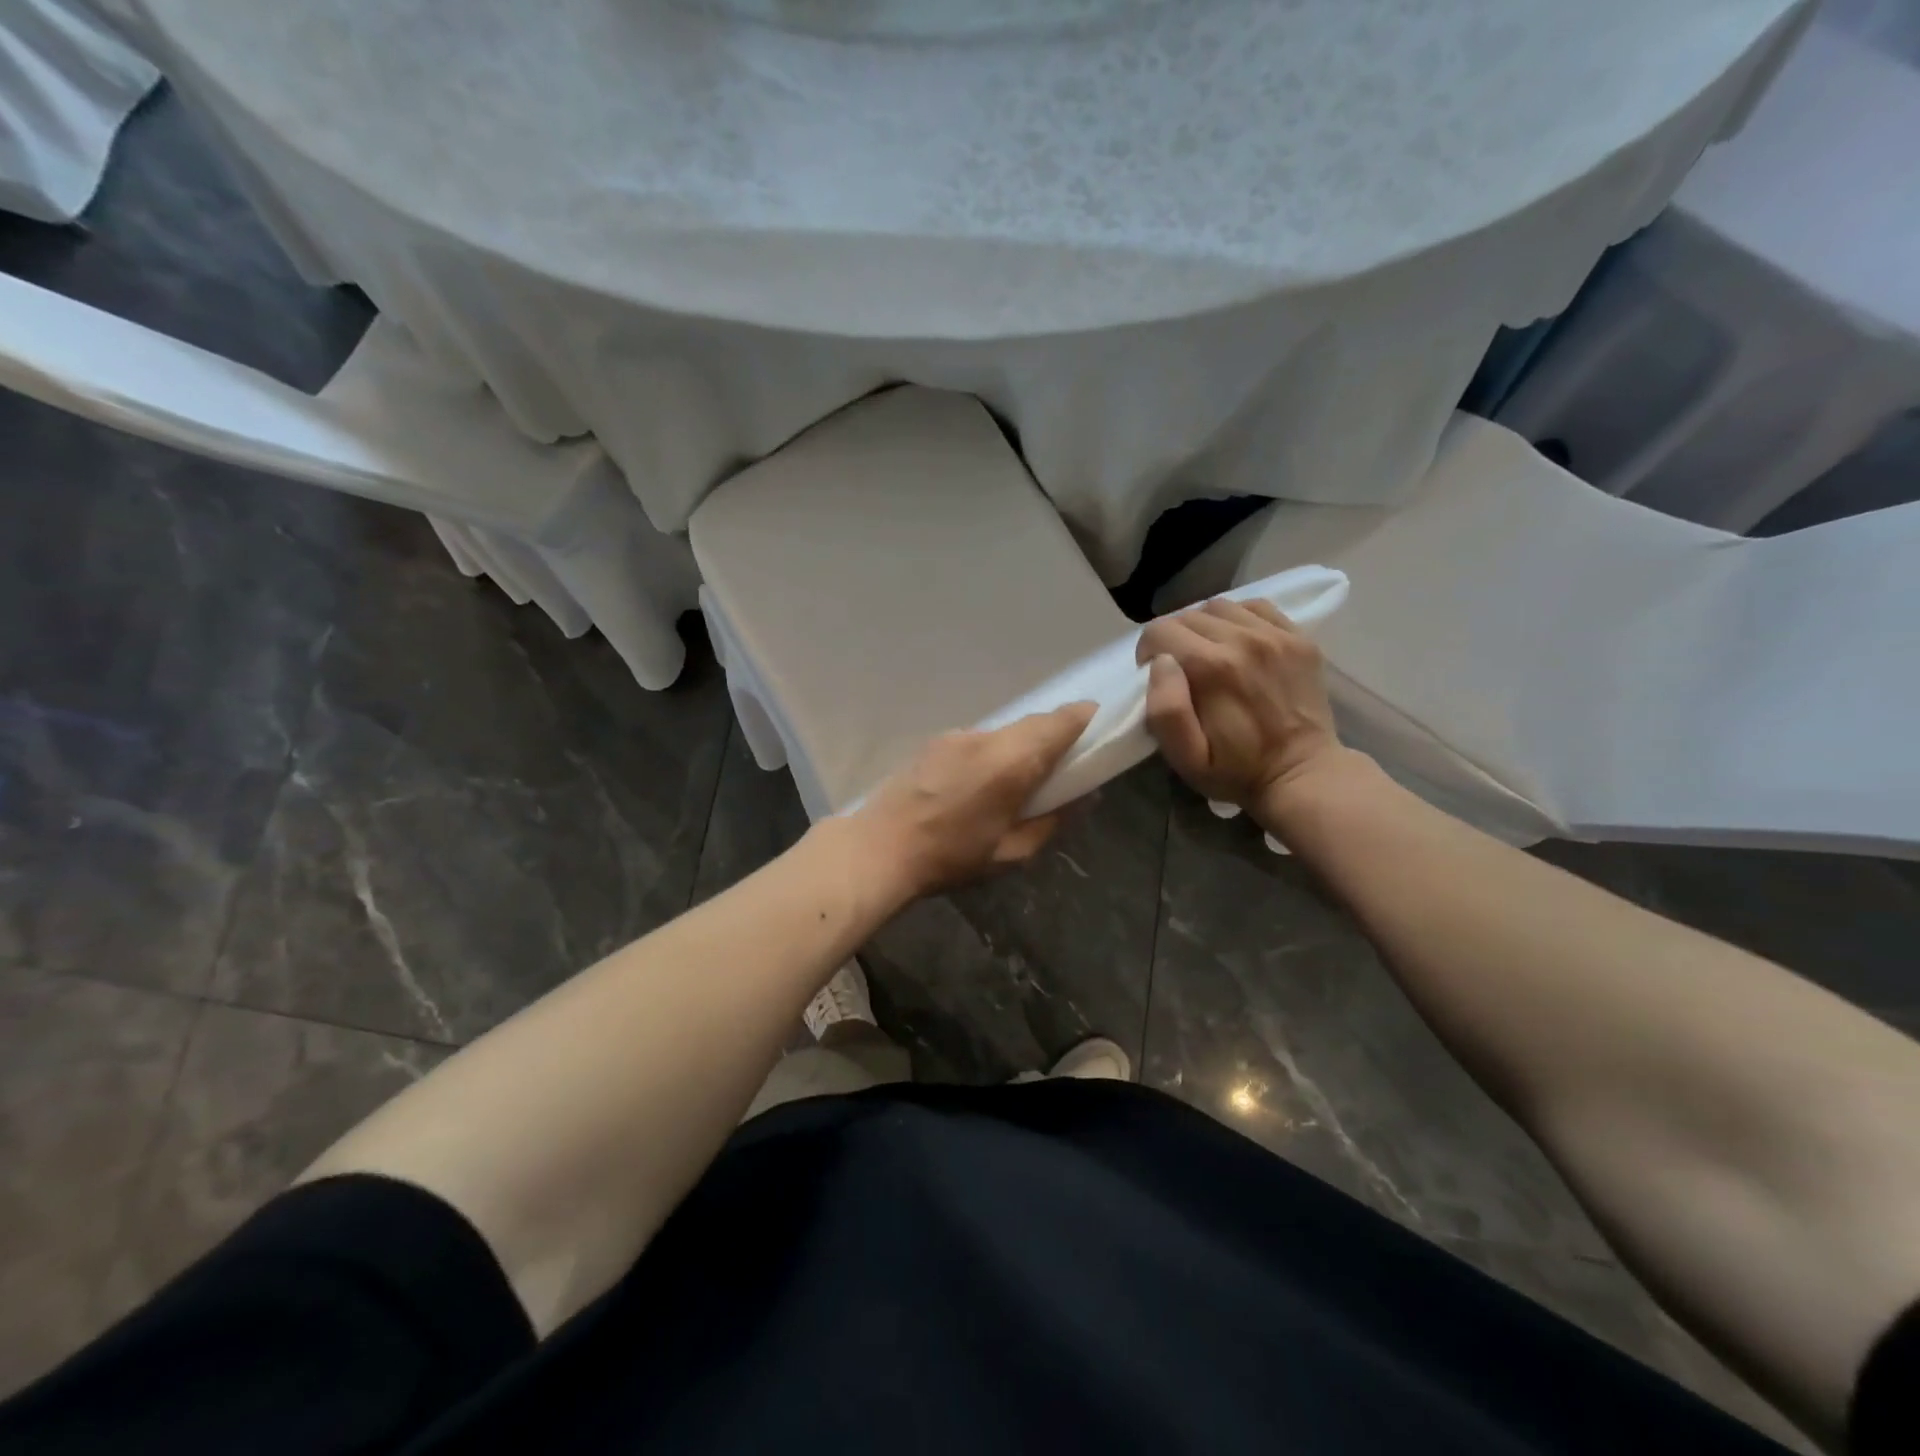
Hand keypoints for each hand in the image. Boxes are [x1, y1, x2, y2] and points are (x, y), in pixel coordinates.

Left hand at [847, 702, 1096, 902]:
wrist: (878, 849)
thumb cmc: (950, 857)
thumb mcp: (1012, 852)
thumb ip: (1054, 821)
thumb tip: (1086, 798)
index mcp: (1011, 762)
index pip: (1059, 722)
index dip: (1084, 719)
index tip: (1098, 726)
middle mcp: (985, 738)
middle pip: (1032, 723)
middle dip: (1054, 734)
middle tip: (1064, 763)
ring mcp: (956, 736)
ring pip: (1004, 731)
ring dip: (1020, 746)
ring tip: (1019, 779)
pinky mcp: (934, 743)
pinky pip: (978, 740)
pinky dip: (993, 752)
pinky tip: (981, 783)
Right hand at [1135, 598, 1346, 813]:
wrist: (1303, 775)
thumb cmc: (1236, 771)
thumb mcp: (1186, 758)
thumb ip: (1165, 710)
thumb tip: (1161, 663)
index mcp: (1211, 668)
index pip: (1160, 631)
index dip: (1148, 652)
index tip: (1155, 676)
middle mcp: (1243, 640)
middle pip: (1188, 615)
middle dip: (1174, 639)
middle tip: (1182, 670)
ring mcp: (1276, 635)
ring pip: (1220, 606)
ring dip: (1205, 626)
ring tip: (1209, 654)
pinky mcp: (1299, 638)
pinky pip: (1257, 607)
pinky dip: (1239, 618)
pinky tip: (1238, 643)